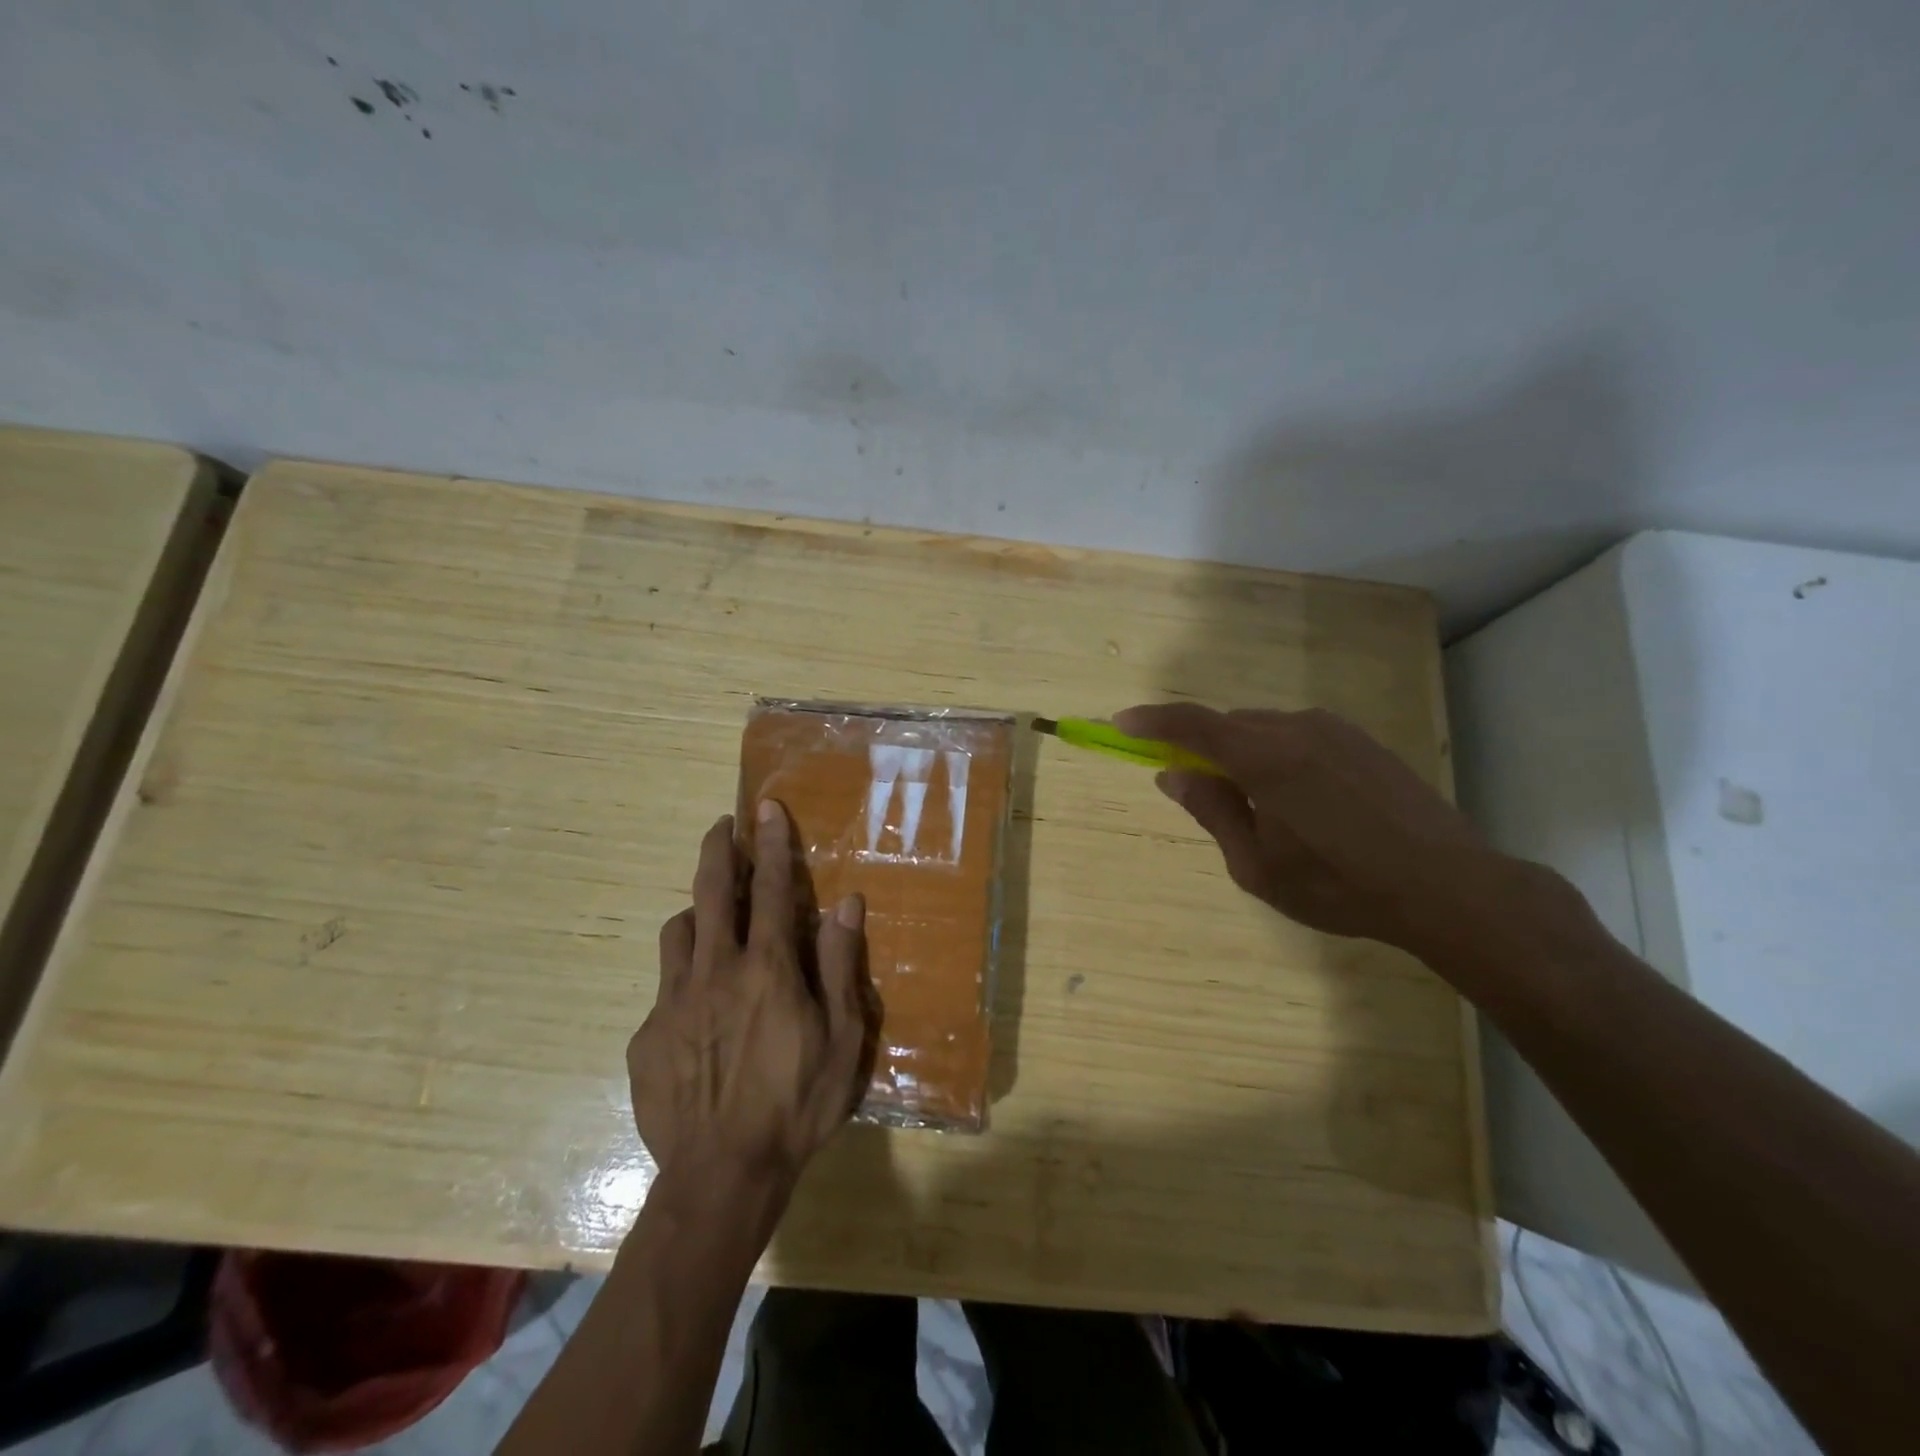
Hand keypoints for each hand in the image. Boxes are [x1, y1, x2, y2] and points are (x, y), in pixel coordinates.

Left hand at [628, 802, 875, 1191]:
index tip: (766, 808)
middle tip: (723, 826)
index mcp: (768, 968)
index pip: (771, 888)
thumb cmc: (796, 1104)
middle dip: (718, 850)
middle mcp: (716, 970)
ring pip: (678, 930)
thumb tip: (846, 904)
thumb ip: (840, 966)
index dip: (772, 843)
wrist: (722, 1175)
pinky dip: (682, 976)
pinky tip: (696, 1010)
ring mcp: (673, 1001)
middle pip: (711, 891)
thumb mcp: (842, 1039)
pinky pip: (663, 986)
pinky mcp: (646, 1035)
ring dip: (695, 911)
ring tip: (709, 918)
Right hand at [1114, 703, 1489, 954]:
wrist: (1446, 885)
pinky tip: (1301, 799)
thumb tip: (1173, 773)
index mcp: (1263, 757)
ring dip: (1244, 752)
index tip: (1121, 722)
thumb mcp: (1257, 865)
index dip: (1152, 720)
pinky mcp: (1363, 741)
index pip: (1191, 725)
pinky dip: (1279, 753)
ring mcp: (1335, 730)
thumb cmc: (1338, 884)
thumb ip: (1212, 810)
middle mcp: (1295, 728)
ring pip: (1266, 728)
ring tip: (1259, 806)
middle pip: (1229, 724)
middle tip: (1196, 787)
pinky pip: (1299, 735)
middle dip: (1202, 747)